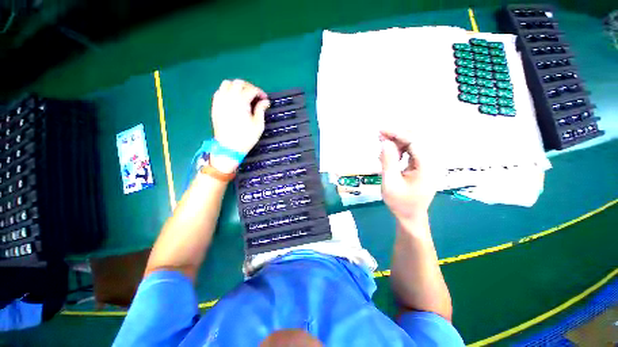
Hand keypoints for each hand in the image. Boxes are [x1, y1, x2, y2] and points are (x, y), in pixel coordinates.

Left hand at [209, 79, 269, 172]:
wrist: (228, 147)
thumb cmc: (246, 137)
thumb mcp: (258, 125)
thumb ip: (261, 110)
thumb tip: (265, 101)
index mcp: (241, 101)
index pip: (251, 89)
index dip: (260, 92)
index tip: (265, 99)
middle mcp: (229, 97)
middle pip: (238, 83)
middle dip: (249, 87)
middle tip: (255, 96)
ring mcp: (220, 101)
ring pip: (227, 84)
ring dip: (237, 87)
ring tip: (244, 96)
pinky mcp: (215, 106)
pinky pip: (220, 91)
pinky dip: (227, 91)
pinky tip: (233, 100)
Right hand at [379, 130, 436, 221]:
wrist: (411, 216)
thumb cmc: (400, 203)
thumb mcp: (389, 183)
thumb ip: (388, 162)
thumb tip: (385, 142)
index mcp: (427, 166)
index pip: (415, 140)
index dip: (397, 133)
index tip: (380, 131)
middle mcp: (432, 161)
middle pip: (417, 138)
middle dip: (398, 134)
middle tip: (380, 137)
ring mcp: (430, 163)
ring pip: (415, 142)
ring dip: (399, 141)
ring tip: (383, 146)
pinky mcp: (425, 165)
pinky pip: (414, 150)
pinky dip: (401, 148)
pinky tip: (392, 154)